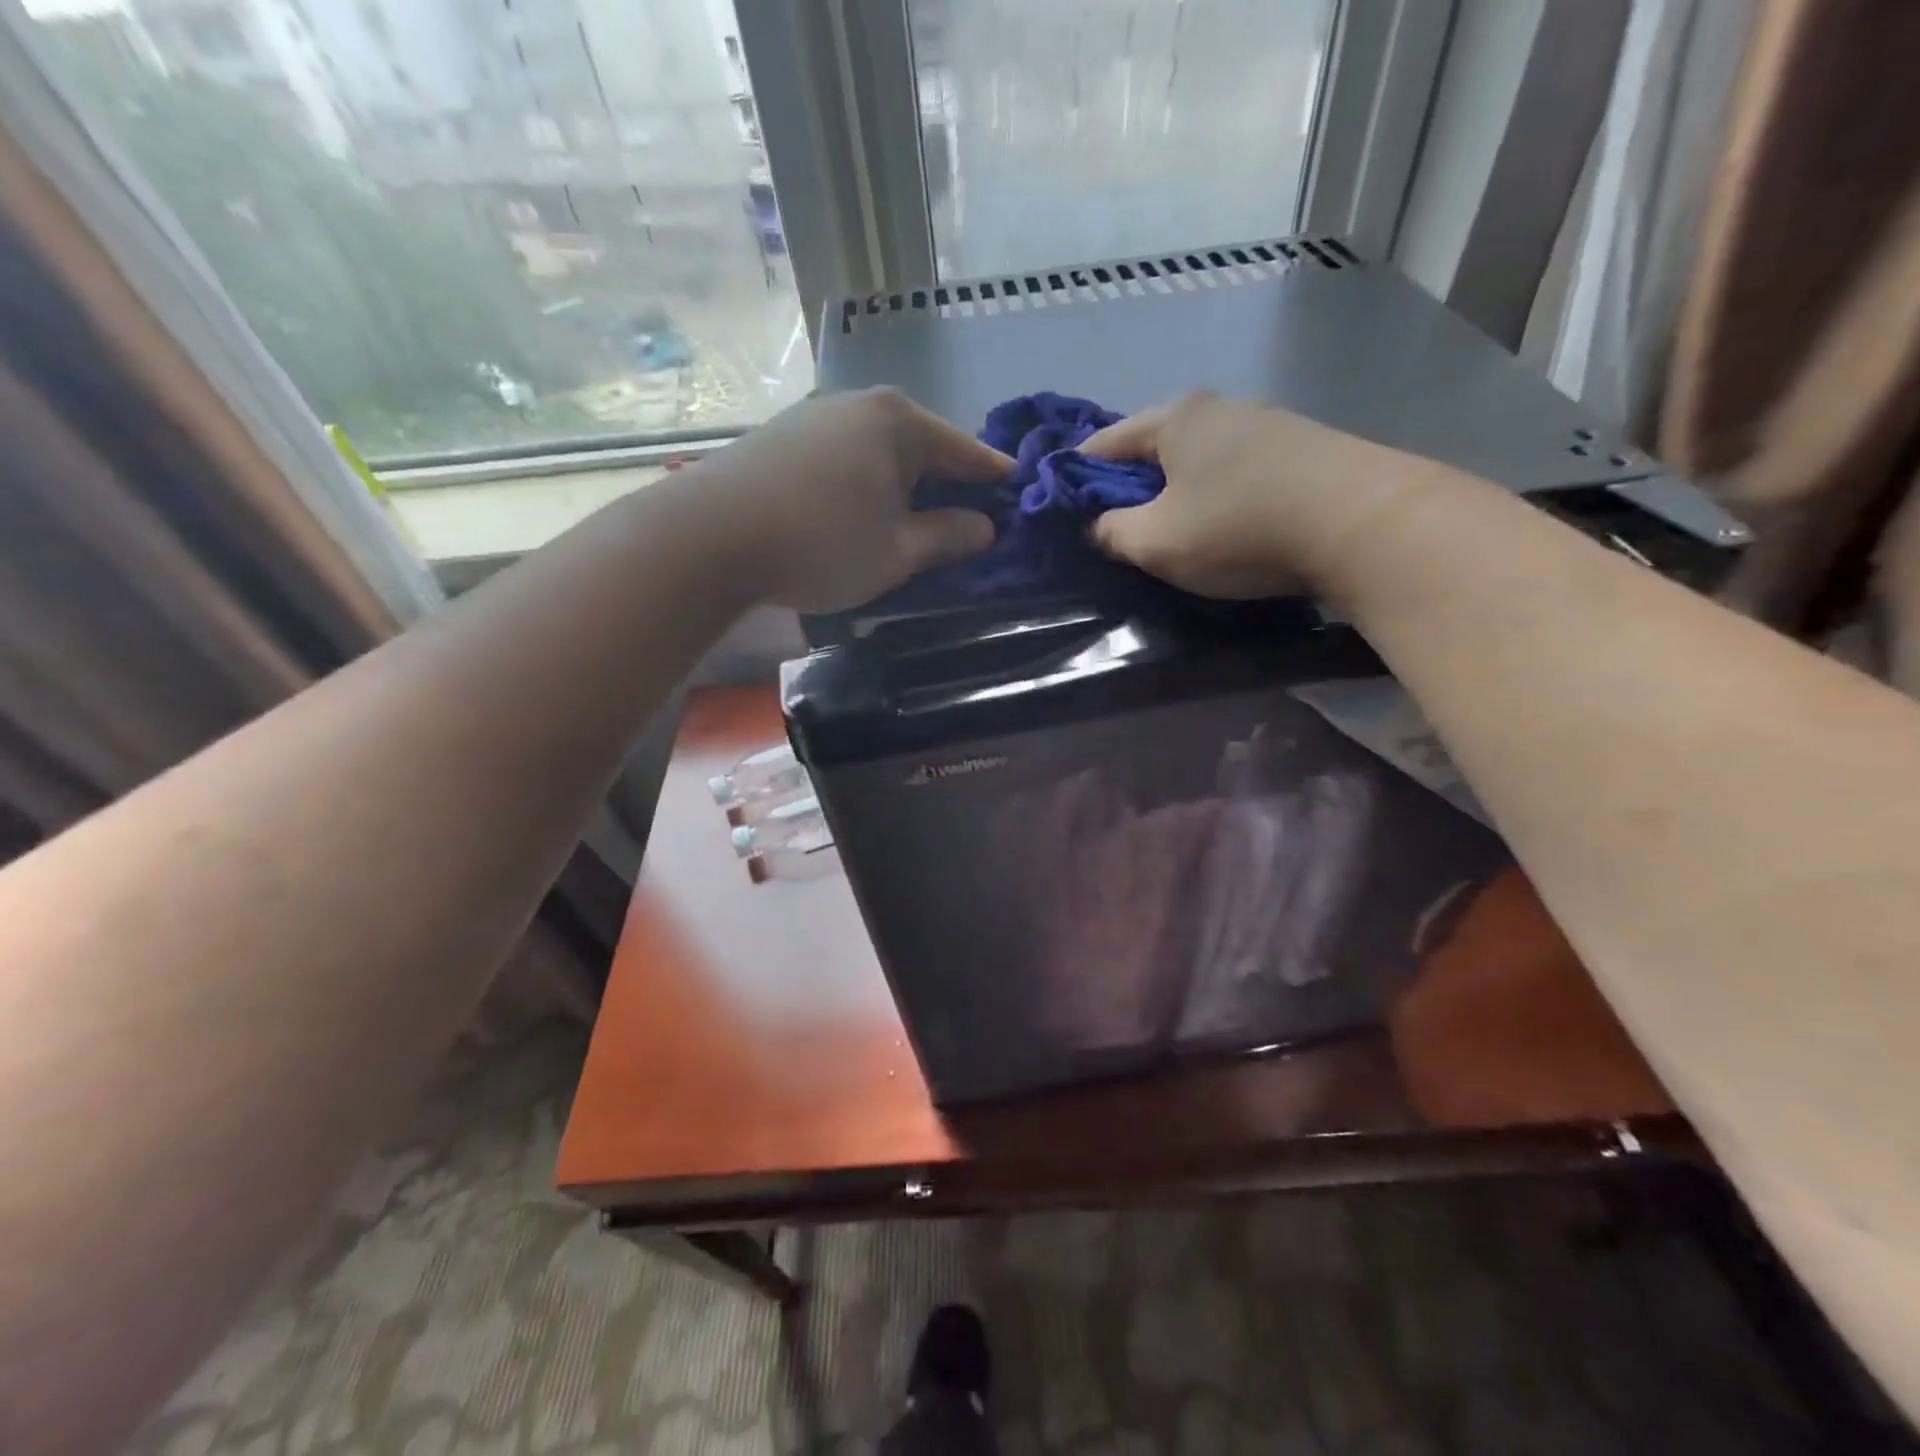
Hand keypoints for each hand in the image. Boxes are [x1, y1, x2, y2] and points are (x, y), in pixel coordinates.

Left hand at [706, 387, 1009, 613]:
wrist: (710, 536)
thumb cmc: (821, 543)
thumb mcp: (897, 552)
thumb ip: (947, 537)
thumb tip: (984, 527)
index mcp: (899, 423)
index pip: (965, 451)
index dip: (994, 476)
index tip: (1018, 491)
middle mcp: (860, 404)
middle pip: (922, 445)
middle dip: (947, 480)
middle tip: (967, 515)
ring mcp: (816, 415)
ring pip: (880, 450)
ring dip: (902, 483)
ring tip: (913, 517)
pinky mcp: (782, 436)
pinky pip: (845, 456)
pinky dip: (865, 481)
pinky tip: (859, 508)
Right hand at [1079, 392, 1432, 598]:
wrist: (1363, 522)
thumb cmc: (1240, 527)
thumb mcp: (1155, 541)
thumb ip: (1112, 533)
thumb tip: (1100, 527)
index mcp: (1174, 419)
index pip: (1104, 443)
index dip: (1077, 476)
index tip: (1064, 509)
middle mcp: (1218, 407)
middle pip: (1153, 447)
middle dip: (1129, 485)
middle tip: (1116, 528)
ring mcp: (1264, 423)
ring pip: (1196, 459)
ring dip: (1175, 491)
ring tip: (1169, 531)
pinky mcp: (1300, 448)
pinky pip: (1233, 470)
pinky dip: (1214, 494)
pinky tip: (1221, 523)